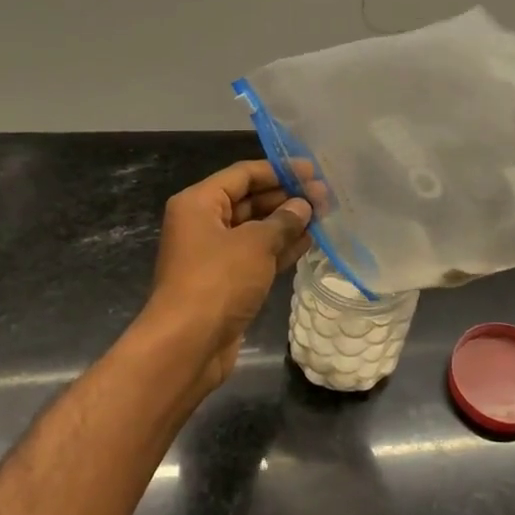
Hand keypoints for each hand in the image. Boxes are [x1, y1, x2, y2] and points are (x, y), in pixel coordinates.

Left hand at [143, 160, 314, 395]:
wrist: (188, 344)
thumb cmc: (218, 282)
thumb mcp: (255, 244)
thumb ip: (283, 221)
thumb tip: (303, 206)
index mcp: (199, 203)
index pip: (243, 174)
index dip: (279, 170)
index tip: (313, 171)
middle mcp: (203, 223)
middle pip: (250, 200)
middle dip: (287, 197)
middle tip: (325, 196)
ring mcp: (215, 254)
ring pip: (256, 229)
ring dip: (288, 222)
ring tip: (325, 215)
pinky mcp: (227, 281)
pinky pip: (258, 255)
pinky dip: (281, 247)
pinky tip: (310, 241)